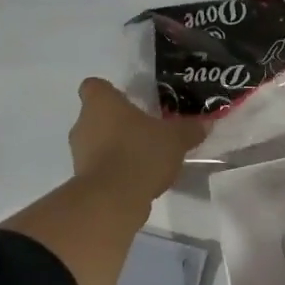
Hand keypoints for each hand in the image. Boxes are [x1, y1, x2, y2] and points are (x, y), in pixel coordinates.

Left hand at [67, 77, 206, 202]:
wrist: (112, 199)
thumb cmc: (140, 153)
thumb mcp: (176, 139)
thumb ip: (189, 129)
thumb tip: (205, 124)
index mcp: (101, 103)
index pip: (94, 85)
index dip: (110, 92)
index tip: (130, 102)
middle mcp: (83, 123)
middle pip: (98, 116)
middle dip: (119, 123)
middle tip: (146, 131)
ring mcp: (79, 153)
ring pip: (98, 143)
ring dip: (117, 148)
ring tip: (146, 159)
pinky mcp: (82, 179)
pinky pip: (101, 167)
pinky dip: (116, 171)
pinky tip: (139, 180)